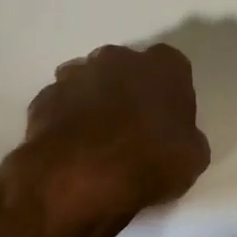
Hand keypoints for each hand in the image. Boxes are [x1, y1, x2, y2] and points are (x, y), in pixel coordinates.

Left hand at [2, 44, 210, 236]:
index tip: (169, 118)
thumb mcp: (193, 158)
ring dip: (94, 102)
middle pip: (127, 68)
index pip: (172, 67)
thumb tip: (179, 138)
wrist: (79, 178)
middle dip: (129, 90)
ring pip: (90, 82)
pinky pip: (61, 105)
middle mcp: (119, 58)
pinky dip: (66, 120)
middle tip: (133, 127)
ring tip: (98, 141)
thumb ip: (188, 138)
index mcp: (164, 67)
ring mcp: (76, 75)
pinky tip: (71, 149)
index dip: (170, 92)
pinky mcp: (44, 98)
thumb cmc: (149, 161)